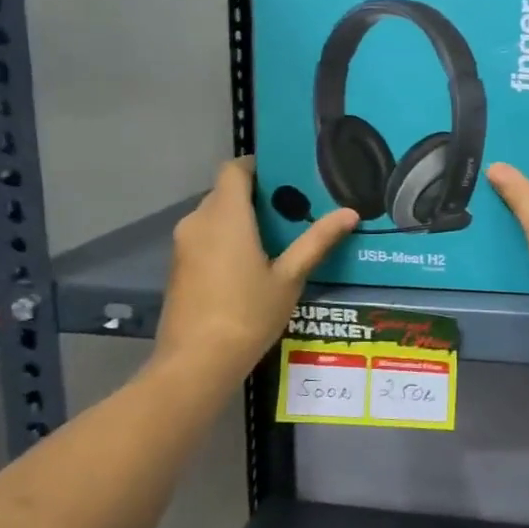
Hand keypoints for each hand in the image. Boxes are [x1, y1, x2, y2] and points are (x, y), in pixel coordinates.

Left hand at [153, 157, 356, 375]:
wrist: (196, 361)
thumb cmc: (247, 314)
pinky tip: (252, 265)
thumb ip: (317, 241)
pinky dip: (226, 240)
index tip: (286, 176)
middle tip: (293, 210)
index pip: (234, 169)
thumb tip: (350, 212)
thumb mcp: (290, 278)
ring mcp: (183, 246)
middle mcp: (198, 222)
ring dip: (241, 220)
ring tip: (278, 238)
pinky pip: (205, 239)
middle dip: (256, 197)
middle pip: (225, 193)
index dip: (257, 166)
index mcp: (226, 216)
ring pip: (214, 217)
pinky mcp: (178, 268)